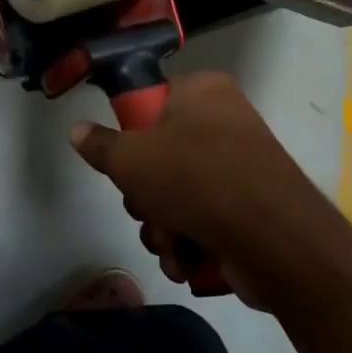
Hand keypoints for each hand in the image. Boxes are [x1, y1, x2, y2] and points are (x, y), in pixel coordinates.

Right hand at [69, 71, 342, 308]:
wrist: (274, 239)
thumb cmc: (196, 179)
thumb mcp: (130, 158)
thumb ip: (100, 145)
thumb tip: (77, 130)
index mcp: (203, 92)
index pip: (151, 103)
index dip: (132, 136)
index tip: (126, 162)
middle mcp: (224, 122)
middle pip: (159, 157)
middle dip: (145, 197)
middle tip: (147, 207)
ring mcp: (240, 167)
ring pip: (175, 196)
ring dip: (162, 227)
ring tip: (172, 242)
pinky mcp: (249, 209)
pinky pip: (202, 220)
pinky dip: (188, 243)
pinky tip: (187, 260)